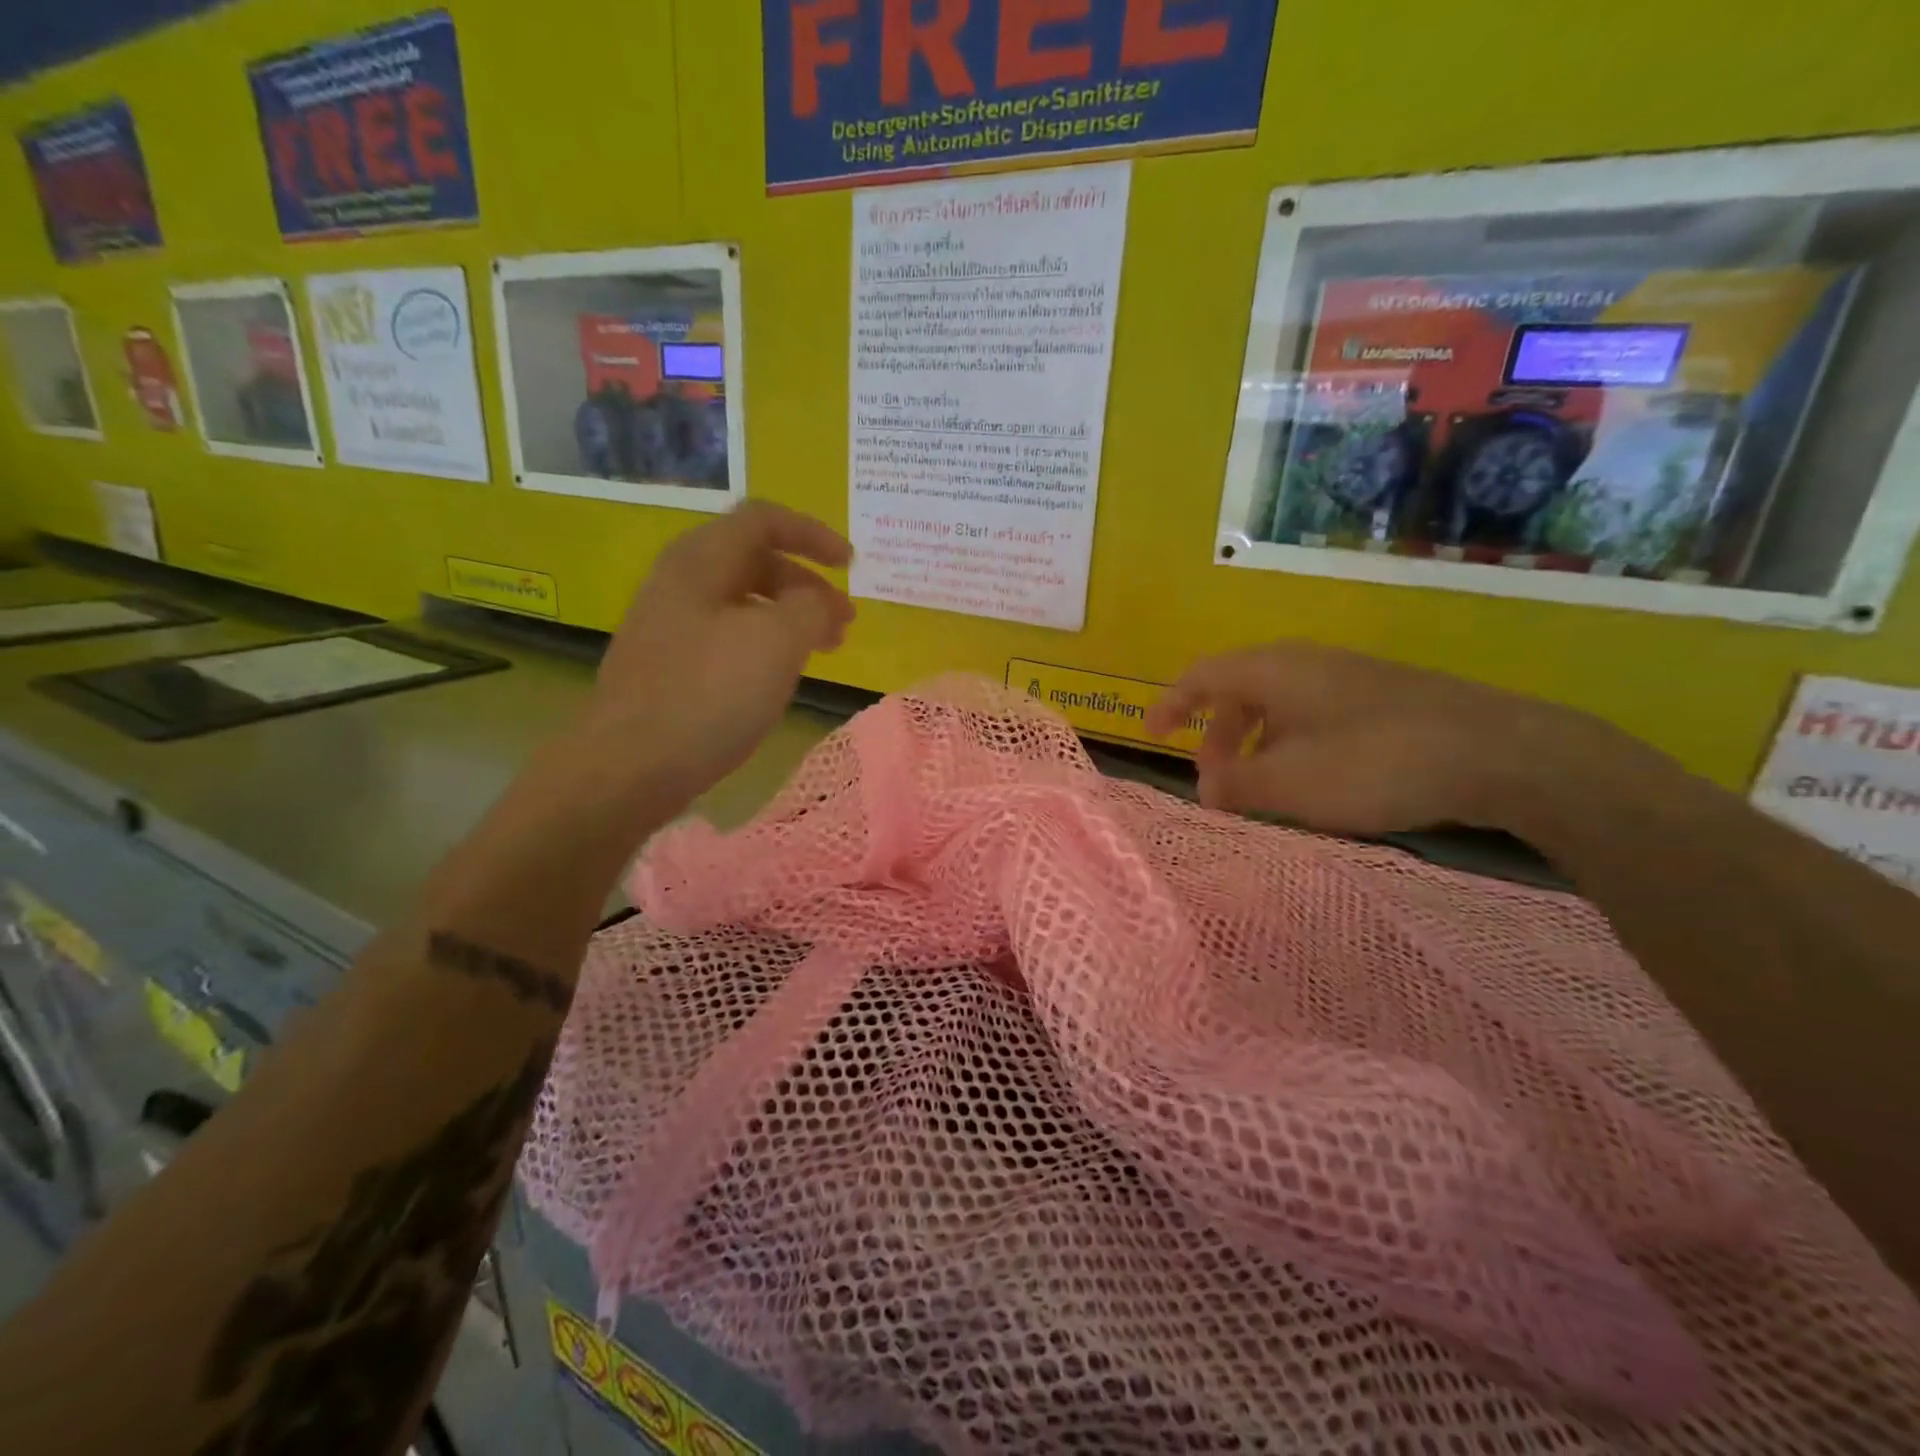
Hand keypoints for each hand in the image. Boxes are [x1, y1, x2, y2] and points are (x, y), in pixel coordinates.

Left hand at [582, 501, 853, 802]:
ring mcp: (669, 625)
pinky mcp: (668, 665)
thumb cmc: (708, 694)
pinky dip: (764, 644)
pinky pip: (727, 636)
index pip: (763, 519)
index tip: (851, 566)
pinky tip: (779, 676)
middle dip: (807, 584)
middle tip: (844, 622)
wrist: (628, 767)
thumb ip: (811, 608)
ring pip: (742, 602)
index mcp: (701, 561)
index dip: (813, 534)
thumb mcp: (776, 642)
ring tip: (824, 650)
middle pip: (755, 560)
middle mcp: (680, 582)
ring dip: (790, 617)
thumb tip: (821, 602)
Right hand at [1144, 642, 1609, 835]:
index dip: (1171, 703)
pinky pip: (1313, 715)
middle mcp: (1305, 663)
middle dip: (1216, 735)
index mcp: (1272, 671)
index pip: (1201, 676)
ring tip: (1260, 789)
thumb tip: (1205, 787)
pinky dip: (1291, 744)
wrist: (1500, 752)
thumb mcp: (1289, 783)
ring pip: (1278, 705)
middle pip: (1239, 690)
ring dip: (1254, 744)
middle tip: (1212, 781)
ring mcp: (1347, 678)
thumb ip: (1234, 785)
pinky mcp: (1382, 698)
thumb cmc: (1374, 763)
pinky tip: (1313, 781)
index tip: (1151, 733)